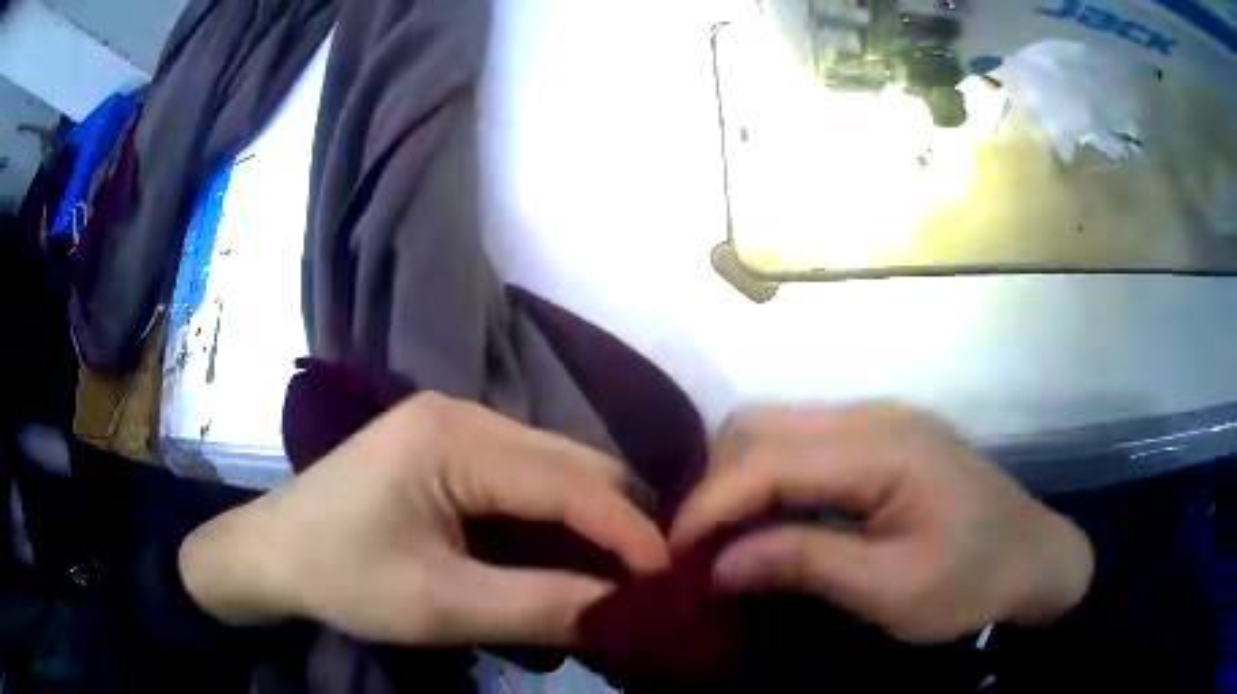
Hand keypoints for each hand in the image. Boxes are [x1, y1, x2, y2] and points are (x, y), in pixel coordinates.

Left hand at [179, 393, 667, 646]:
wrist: (272, 554)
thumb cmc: (342, 576)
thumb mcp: (440, 606)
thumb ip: (541, 607)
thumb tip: (627, 610)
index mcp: (453, 437)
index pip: (572, 482)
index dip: (632, 535)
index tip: (672, 584)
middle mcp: (464, 413)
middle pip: (573, 465)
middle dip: (619, 526)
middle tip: (647, 585)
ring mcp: (456, 424)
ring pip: (556, 470)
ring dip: (590, 524)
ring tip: (614, 576)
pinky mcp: (450, 446)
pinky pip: (526, 478)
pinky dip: (556, 519)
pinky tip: (563, 556)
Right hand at [669, 405, 1093, 643]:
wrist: (1035, 560)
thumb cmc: (973, 581)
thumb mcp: (893, 589)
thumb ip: (807, 564)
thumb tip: (720, 562)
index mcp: (884, 447)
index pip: (769, 460)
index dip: (711, 505)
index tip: (674, 555)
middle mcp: (874, 415)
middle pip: (763, 427)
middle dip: (717, 486)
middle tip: (701, 549)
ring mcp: (879, 422)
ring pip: (778, 430)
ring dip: (740, 481)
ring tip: (727, 539)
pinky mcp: (882, 440)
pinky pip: (804, 446)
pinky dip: (771, 481)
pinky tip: (769, 521)